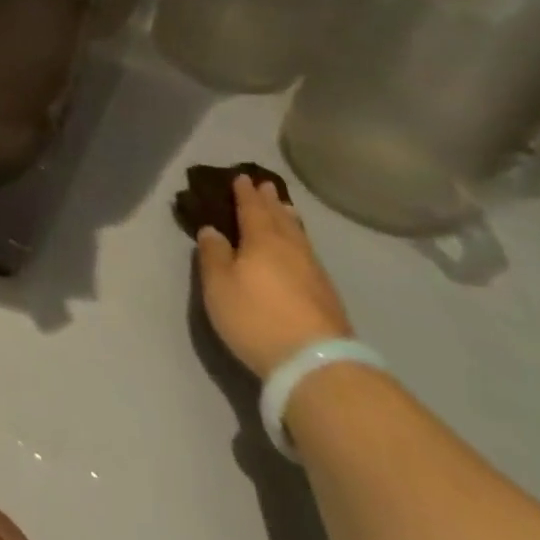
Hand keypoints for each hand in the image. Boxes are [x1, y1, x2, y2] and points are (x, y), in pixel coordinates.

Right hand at [196, 175, 351, 378]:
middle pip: (279, 218)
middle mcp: (290, 249)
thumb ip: (213, 255)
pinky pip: (309, 253)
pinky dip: (300, 242)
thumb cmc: (256, 317)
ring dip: (289, 219)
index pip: (252, 209)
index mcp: (262, 240)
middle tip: (266, 185)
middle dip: (270, 201)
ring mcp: (313, 272)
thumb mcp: (219, 285)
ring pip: (298, 236)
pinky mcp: (327, 296)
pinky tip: (300, 249)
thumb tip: (212, 230)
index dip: (245, 193)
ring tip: (285, 209)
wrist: (316, 362)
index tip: (242, 177)